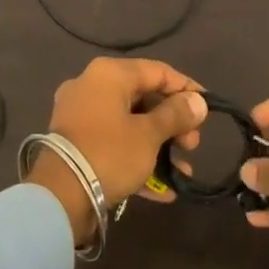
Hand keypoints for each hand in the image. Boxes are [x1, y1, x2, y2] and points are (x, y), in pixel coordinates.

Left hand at [28, 57, 206, 244]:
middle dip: (174, 123)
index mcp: (109, 74)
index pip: (158, 71)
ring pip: (130, 123)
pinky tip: (162, 189)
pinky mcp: (77, 144)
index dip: (187, 89)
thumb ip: (176, 115)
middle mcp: (92, 87)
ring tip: (182, 170)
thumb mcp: (149, 134)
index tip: (208, 108)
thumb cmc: (110, 154)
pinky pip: (115, 144)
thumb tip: (199, 101)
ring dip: (159, 146)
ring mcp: (81, 116)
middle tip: (192, 145)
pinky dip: (138, 159)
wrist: (59, 197)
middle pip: (144, 98)